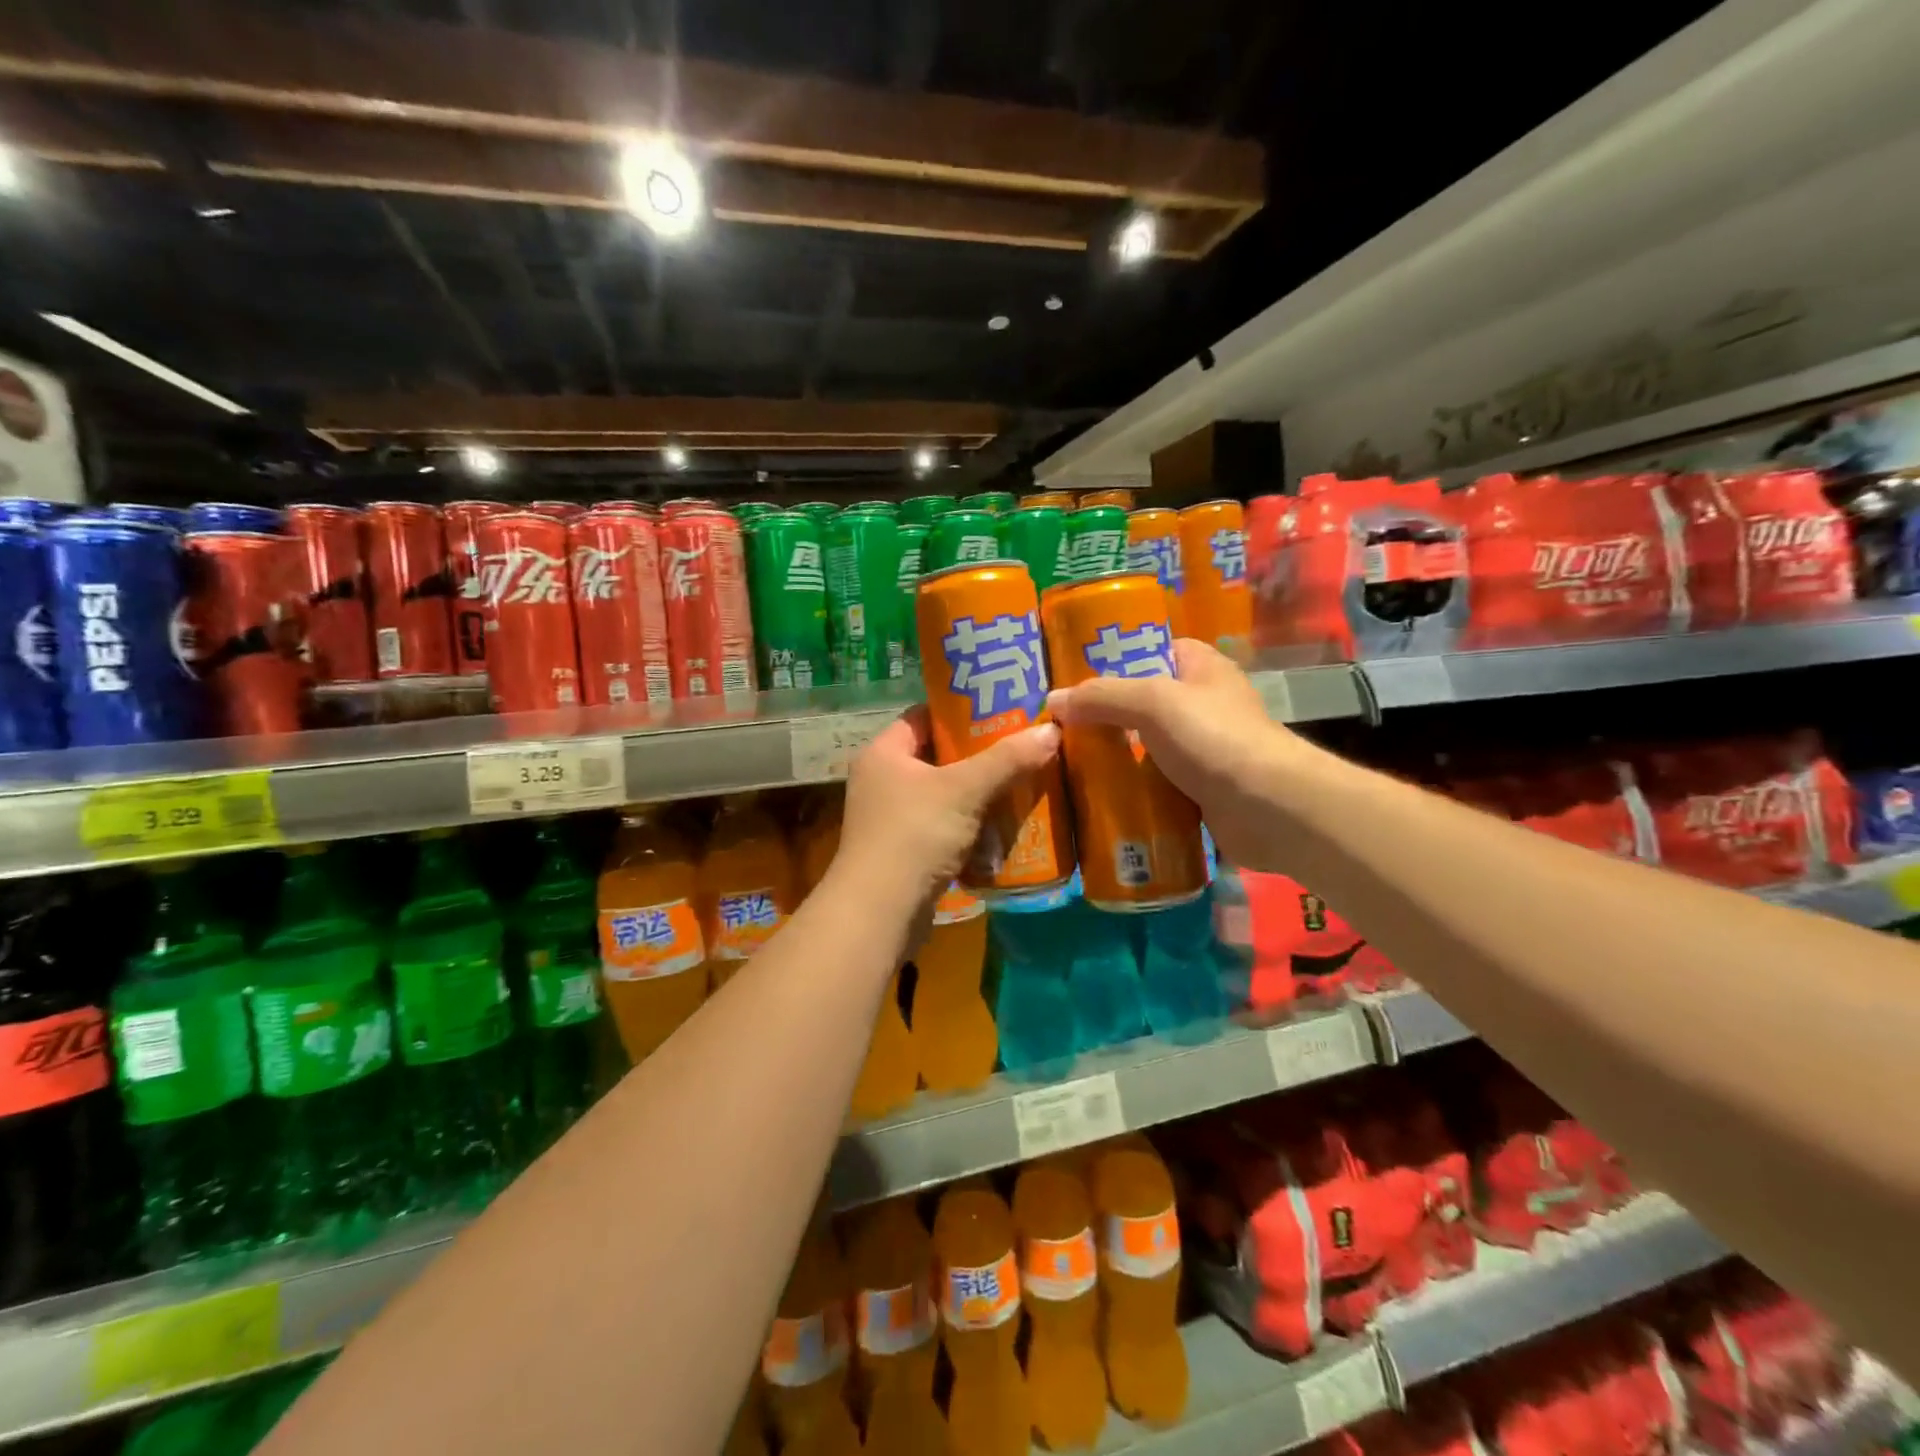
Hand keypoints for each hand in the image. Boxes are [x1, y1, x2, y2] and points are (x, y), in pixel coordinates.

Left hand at [832, 706, 1060, 912]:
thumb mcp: (964, 790)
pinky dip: (972, 825)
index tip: (1003, 709)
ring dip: (980, 792)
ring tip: (1024, 781)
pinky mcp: (905, 851)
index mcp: (884, 753)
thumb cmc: (914, 835)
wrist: (880, 912)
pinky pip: (944, 827)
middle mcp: (883, 780)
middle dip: (980, 754)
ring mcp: (892, 818)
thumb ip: (1007, 759)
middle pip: (938, 756)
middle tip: (1023, 745)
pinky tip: (1006, 824)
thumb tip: (1052, 730)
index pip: (924, 716)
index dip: (961, 711)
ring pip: (944, 794)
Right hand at [1046, 638, 1312, 870]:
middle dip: (1104, 713)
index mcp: (1201, 667)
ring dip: (1114, 754)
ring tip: (1067, 760)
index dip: (1115, 657)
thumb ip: (1101, 696)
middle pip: (1142, 701)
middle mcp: (1203, 703)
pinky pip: (1155, 782)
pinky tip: (1096, 794)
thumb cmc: (1213, 737)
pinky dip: (1130, 788)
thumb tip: (1053, 701)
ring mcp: (1203, 748)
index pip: (1152, 648)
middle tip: (1060, 724)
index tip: (1073, 673)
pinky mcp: (1200, 788)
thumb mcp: (1152, 702)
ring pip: (1146, 745)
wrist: (1269, 808)